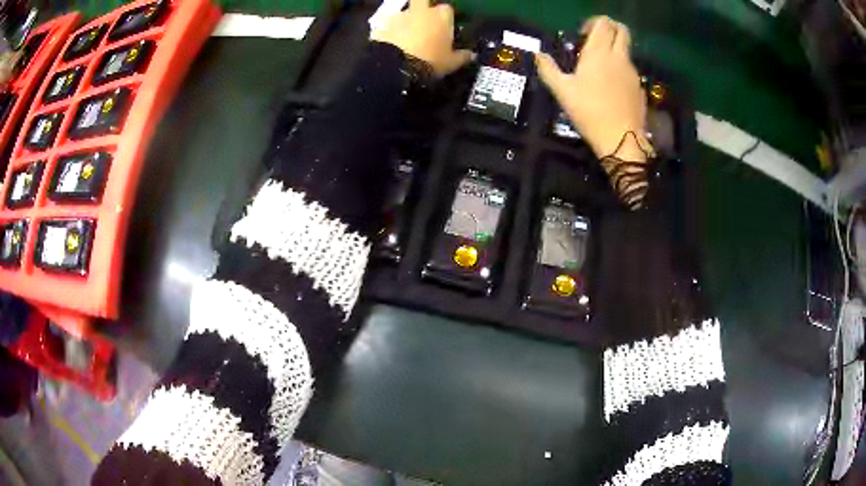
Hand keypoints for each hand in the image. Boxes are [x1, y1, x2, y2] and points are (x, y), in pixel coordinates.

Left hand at [371, 0, 473, 77]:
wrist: (397, 67)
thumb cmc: (431, 61)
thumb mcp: (451, 63)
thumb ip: (462, 56)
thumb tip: (472, 55)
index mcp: (441, 15)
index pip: (447, 9)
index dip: (446, 17)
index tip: (446, 27)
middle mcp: (421, 10)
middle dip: (424, 6)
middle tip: (425, 20)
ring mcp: (399, 16)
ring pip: (405, 13)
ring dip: (406, 21)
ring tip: (406, 37)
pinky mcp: (381, 25)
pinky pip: (389, 26)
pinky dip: (390, 32)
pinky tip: (392, 44)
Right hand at [536, 17, 648, 160]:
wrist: (621, 139)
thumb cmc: (589, 112)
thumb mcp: (562, 91)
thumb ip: (548, 69)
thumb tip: (538, 54)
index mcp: (599, 52)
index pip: (604, 23)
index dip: (594, 22)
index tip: (583, 34)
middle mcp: (618, 57)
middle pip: (622, 30)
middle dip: (610, 28)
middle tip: (596, 41)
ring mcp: (632, 72)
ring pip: (626, 50)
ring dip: (614, 50)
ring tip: (600, 68)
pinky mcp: (639, 86)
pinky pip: (630, 69)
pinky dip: (620, 69)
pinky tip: (611, 86)